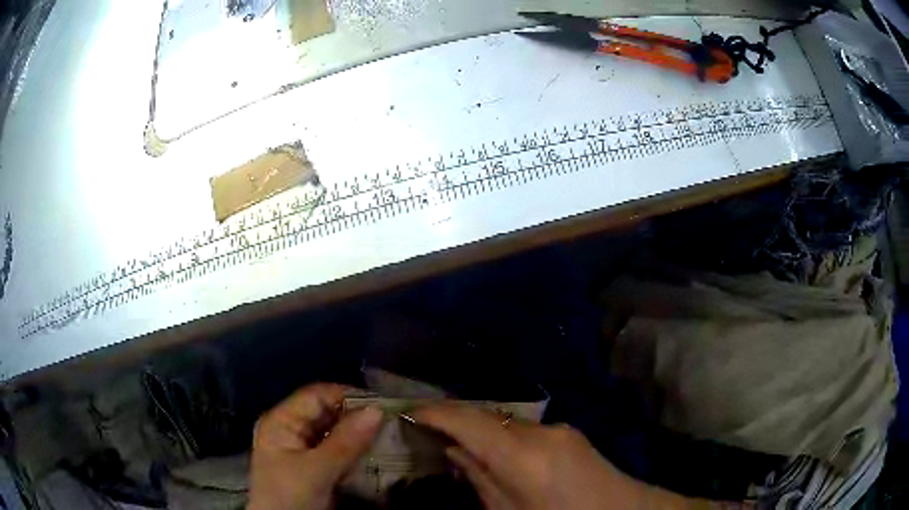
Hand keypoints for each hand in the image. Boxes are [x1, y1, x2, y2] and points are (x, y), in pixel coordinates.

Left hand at [248, 383, 382, 509]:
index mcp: (281, 421)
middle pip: (325, 412)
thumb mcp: (317, 471)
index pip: (316, 395)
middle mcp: (290, 429)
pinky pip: (336, 450)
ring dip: (357, 434)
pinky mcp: (313, 466)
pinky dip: (354, 450)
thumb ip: (346, 442)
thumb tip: (377, 410)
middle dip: (356, 416)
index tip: (382, 404)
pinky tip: (373, 452)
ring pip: (333, 432)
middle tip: (390, 422)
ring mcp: (301, 449)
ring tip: (388, 434)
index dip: (347, 396)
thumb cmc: (290, 497)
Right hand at [414, 405, 692, 509]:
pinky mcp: (568, 433)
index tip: (409, 412)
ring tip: (451, 437)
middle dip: (453, 417)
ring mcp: (558, 429)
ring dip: (478, 425)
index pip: (469, 421)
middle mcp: (540, 431)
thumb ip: (479, 479)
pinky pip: (523, 427)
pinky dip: (500, 433)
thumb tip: (453, 451)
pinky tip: (491, 449)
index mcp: (522, 455)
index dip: (436, 413)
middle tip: (423, 425)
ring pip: (504, 420)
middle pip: (486, 414)